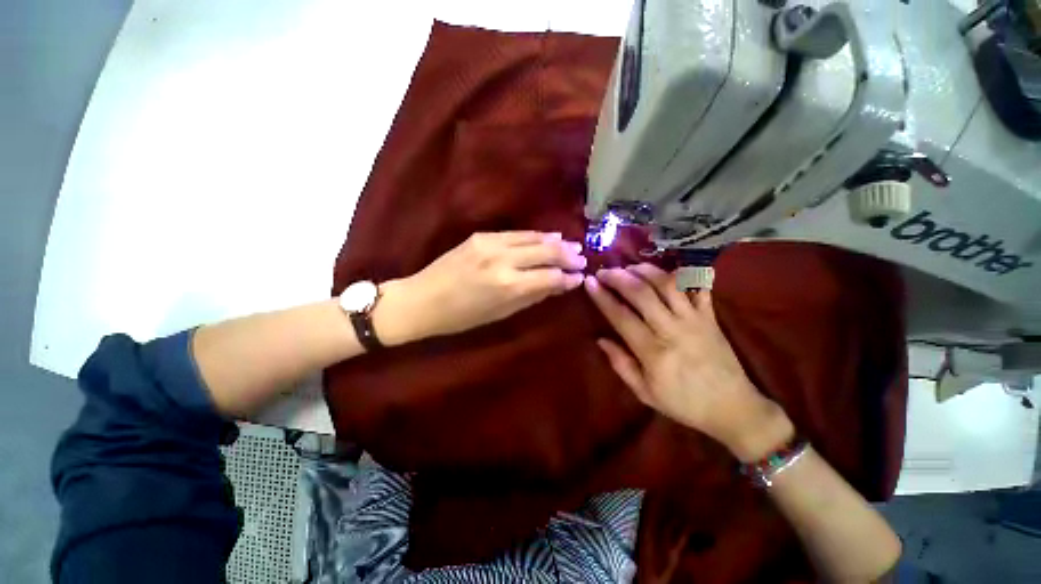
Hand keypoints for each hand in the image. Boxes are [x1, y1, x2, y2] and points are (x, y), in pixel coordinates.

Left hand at [374, 231, 585, 344]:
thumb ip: (532, 296)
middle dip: (568, 255)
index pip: (550, 276)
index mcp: (508, 286)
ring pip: (532, 238)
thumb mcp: (500, 313)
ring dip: (554, 242)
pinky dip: (534, 236)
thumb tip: (558, 285)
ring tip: (571, 245)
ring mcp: (491, 244)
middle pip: (546, 252)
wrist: (421, 300)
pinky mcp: (481, 236)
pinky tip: (546, 237)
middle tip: (582, 258)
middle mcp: (503, 260)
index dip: (568, 277)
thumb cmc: (462, 318)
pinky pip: (515, 234)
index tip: (579, 277)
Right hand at [584, 264, 792, 461]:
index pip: (621, 316)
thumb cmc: (684, 403)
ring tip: (630, 267)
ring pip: (667, 284)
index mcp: (653, 352)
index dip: (602, 297)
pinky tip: (668, 268)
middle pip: (642, 293)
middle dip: (619, 277)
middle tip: (604, 271)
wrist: (733, 408)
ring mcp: (694, 319)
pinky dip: (685, 273)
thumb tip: (600, 340)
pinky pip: (699, 287)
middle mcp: (672, 329)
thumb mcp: (645, 393)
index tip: (589, 282)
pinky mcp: (711, 316)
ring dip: (645, 271)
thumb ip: (621, 365)